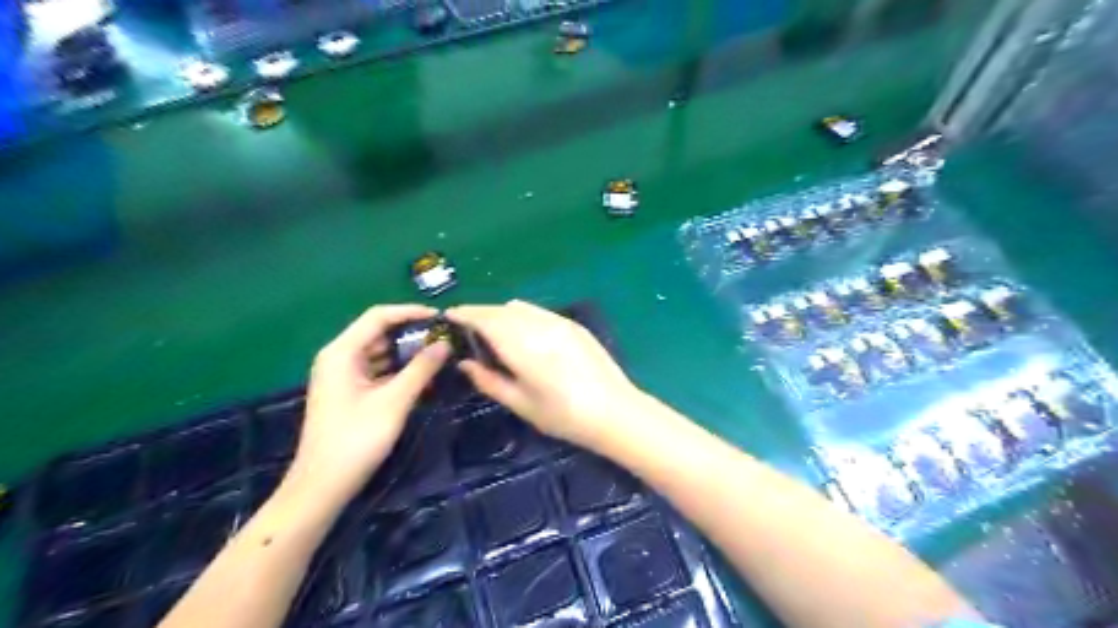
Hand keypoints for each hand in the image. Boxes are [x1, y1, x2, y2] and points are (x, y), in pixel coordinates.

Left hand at [289, 304, 451, 505]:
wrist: (323, 485)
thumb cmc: (356, 439)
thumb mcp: (394, 401)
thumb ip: (421, 369)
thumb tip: (445, 344)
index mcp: (342, 352)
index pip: (378, 316)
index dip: (410, 312)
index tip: (440, 317)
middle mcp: (340, 357)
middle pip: (379, 333)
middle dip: (412, 333)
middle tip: (445, 338)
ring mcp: (344, 375)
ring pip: (380, 352)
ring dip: (408, 353)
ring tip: (440, 355)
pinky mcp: (350, 392)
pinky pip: (378, 371)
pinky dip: (399, 371)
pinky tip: (424, 377)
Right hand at [443, 300, 636, 451]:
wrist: (614, 411)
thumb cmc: (563, 415)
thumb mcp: (520, 403)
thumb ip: (488, 380)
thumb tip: (465, 363)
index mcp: (521, 344)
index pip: (485, 319)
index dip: (464, 314)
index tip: (449, 317)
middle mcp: (538, 324)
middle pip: (501, 309)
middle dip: (481, 314)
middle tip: (469, 330)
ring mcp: (559, 322)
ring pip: (521, 307)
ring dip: (502, 314)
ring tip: (496, 334)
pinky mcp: (574, 325)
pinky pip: (539, 312)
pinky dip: (523, 317)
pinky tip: (526, 336)